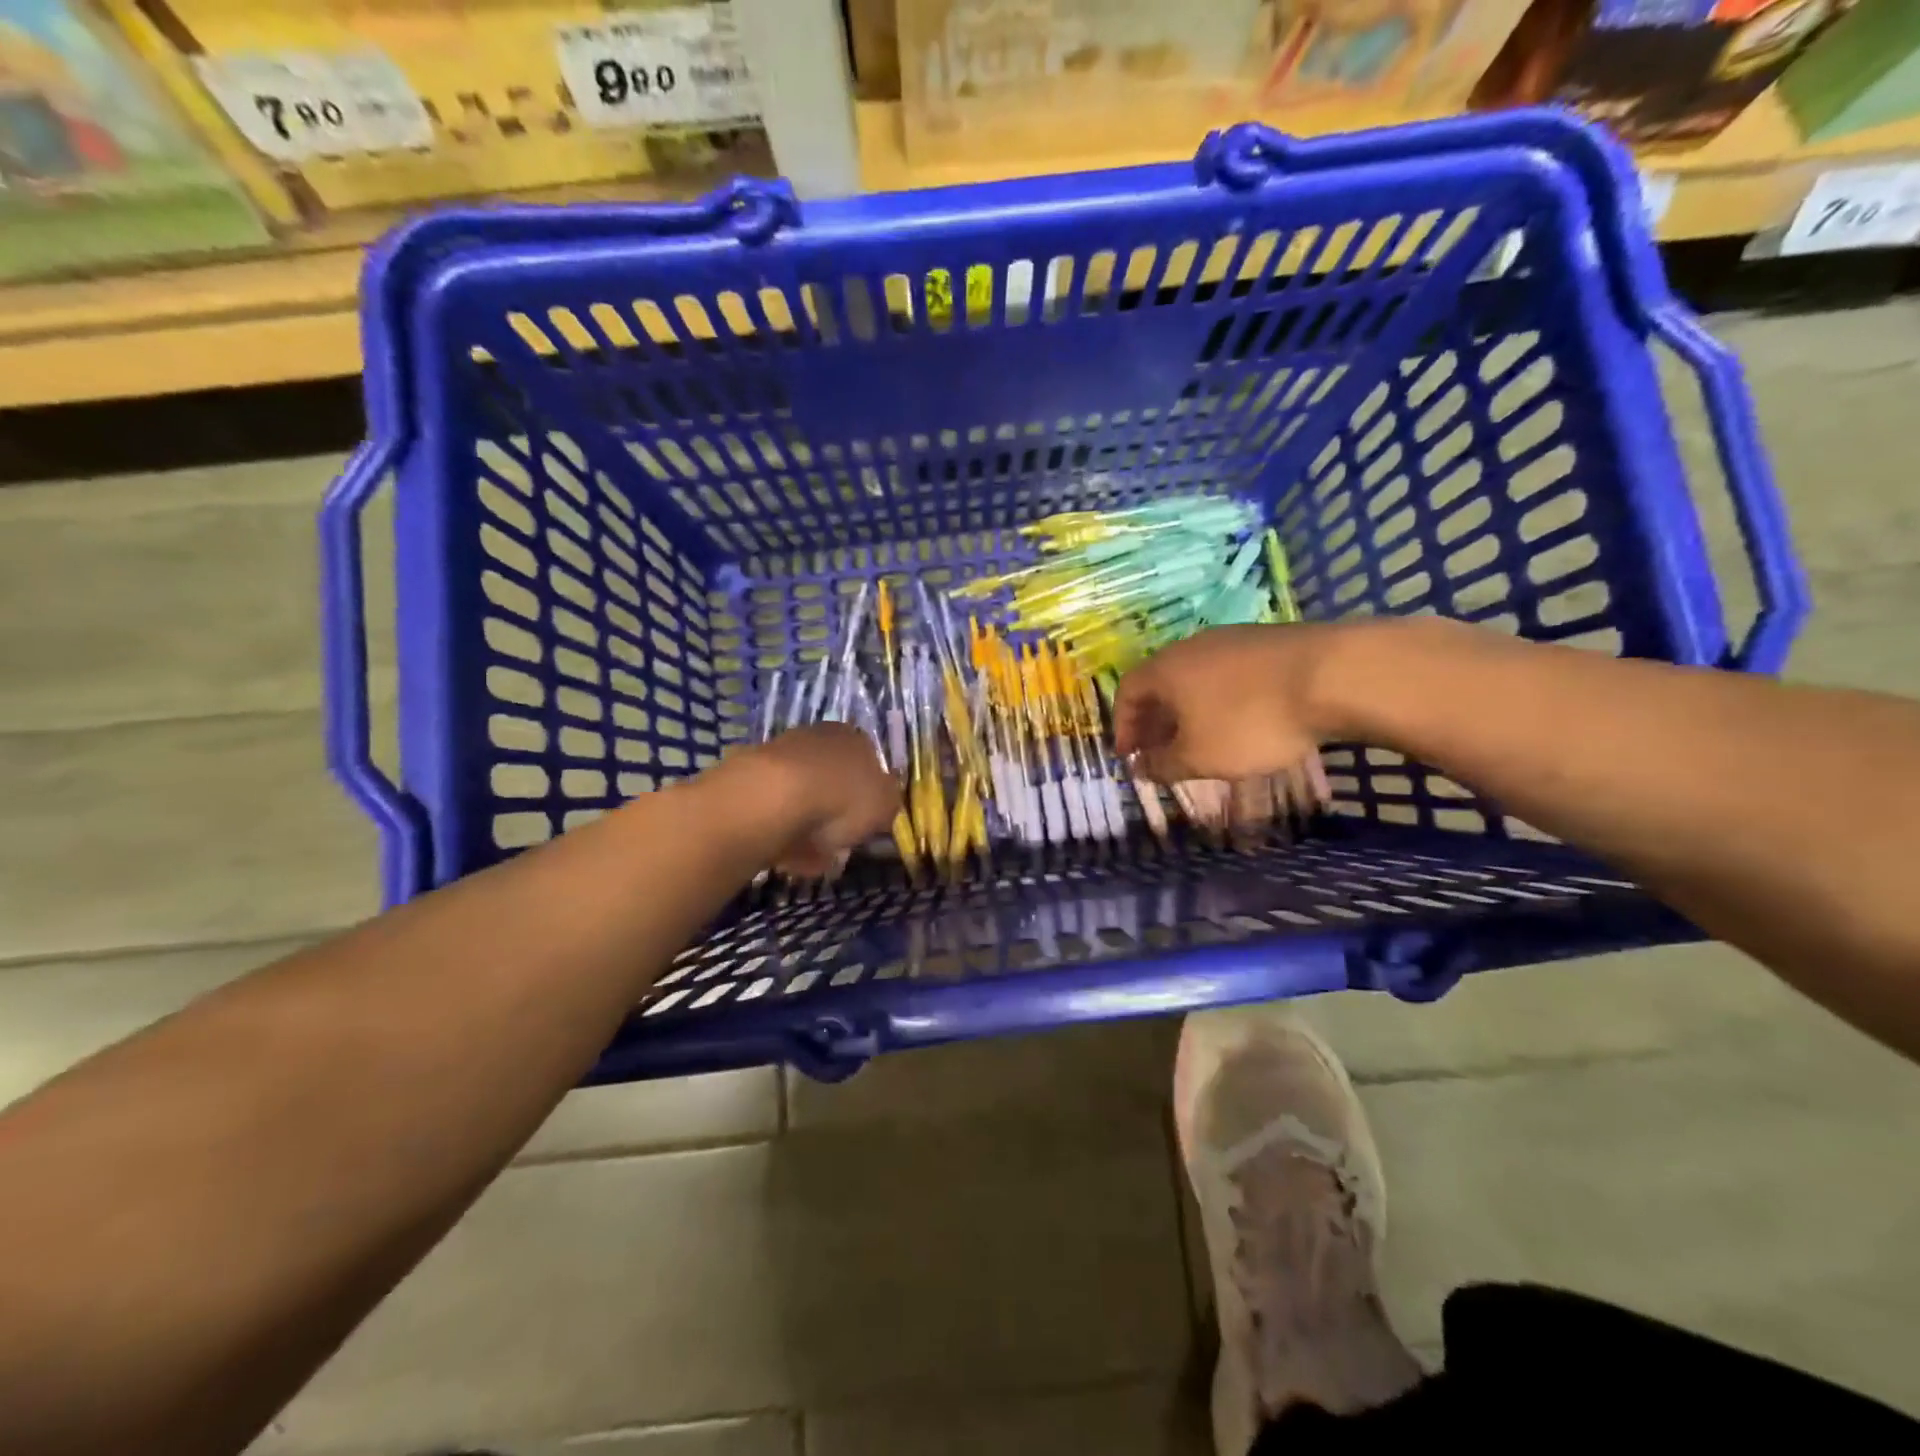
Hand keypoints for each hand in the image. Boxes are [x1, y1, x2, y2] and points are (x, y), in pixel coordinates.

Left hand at [724, 723, 899, 876]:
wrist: (774, 798)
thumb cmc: (842, 797)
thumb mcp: (885, 805)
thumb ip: (887, 803)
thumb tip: (881, 804)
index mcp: (854, 738)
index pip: (868, 762)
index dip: (869, 795)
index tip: (866, 823)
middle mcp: (817, 738)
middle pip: (832, 779)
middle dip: (835, 812)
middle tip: (839, 843)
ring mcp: (779, 756)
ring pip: (802, 798)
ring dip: (808, 828)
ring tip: (813, 860)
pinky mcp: (749, 780)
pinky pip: (776, 813)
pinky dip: (783, 835)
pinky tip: (788, 858)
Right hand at [1113, 624, 1341, 784]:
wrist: (1334, 676)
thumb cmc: (1250, 721)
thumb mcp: (1199, 758)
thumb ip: (1163, 765)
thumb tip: (1140, 768)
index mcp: (1165, 669)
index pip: (1126, 693)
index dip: (1122, 726)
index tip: (1130, 756)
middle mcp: (1191, 647)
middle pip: (1160, 684)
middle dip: (1156, 721)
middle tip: (1161, 753)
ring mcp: (1232, 639)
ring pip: (1196, 678)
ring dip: (1189, 710)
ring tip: (1201, 741)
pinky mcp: (1267, 642)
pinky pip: (1228, 674)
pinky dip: (1221, 700)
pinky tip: (1241, 721)